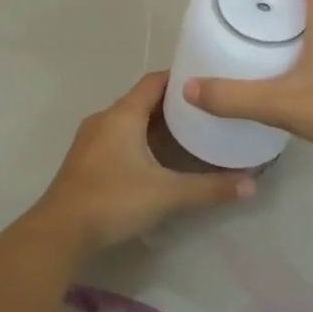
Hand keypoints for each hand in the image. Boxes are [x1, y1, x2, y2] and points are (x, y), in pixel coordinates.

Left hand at [33, 71, 255, 253]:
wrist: (60, 232)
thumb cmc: (113, 201)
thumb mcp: (167, 194)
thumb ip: (210, 188)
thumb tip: (252, 184)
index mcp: (122, 115)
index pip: (154, 82)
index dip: (181, 78)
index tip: (208, 81)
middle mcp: (105, 120)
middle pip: (143, 101)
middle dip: (174, 104)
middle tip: (208, 110)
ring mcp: (91, 140)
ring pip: (130, 121)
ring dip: (157, 125)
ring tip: (191, 132)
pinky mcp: (86, 160)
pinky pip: (119, 138)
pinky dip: (141, 140)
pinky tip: (160, 158)